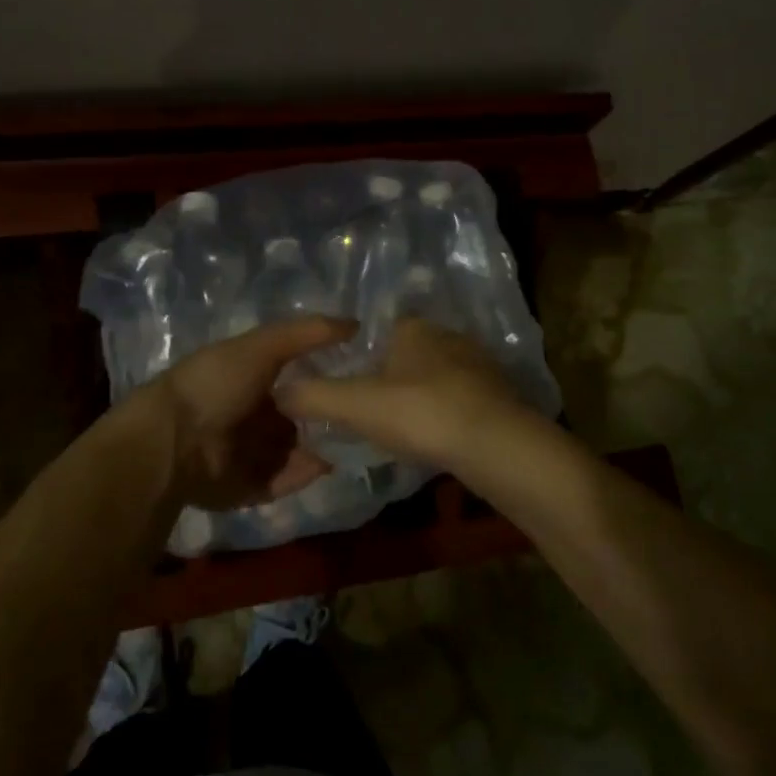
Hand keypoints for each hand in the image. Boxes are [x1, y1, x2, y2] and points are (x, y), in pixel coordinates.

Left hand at [142, 317, 354, 510]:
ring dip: (320, 446)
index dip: (323, 374)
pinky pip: (285, 480)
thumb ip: (306, 333)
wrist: (173, 442)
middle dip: (325, 415)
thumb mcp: (261, 347)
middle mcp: (248, 416)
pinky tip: (330, 462)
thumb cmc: (216, 385)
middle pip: (296, 416)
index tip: (359, 374)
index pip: (293, 377)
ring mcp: (248, 454)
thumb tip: (355, 323)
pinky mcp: (248, 487)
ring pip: (295, 450)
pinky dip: (305, 474)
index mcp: (246, 379)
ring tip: (357, 440)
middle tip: (361, 412)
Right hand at [276, 318, 553, 492]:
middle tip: (366, 409)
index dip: (358, 353)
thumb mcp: (356, 405)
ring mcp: (478, 366)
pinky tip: (434, 438)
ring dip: (418, 397)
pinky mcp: (498, 396)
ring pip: (435, 377)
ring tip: (398, 427)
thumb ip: (313, 395)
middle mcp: (448, 337)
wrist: (498, 446)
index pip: (378, 329)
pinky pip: (458, 400)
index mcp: (414, 328)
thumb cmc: (422, 413)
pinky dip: (443, 414)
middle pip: (407, 353)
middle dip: (389, 376)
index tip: (345, 381)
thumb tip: (277, 391)